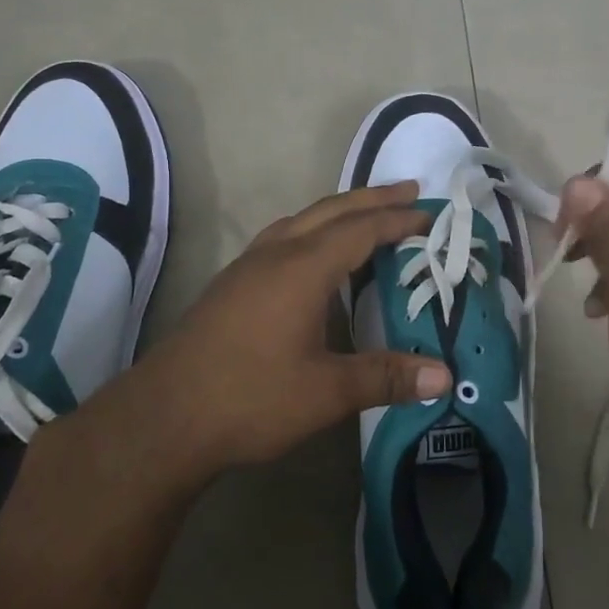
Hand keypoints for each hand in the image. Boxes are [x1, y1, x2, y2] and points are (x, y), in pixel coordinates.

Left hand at [84, 182, 450, 481]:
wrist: (165, 417)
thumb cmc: (251, 398)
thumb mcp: (326, 392)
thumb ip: (386, 378)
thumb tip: (443, 375)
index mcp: (303, 269)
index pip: (361, 230)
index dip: (398, 220)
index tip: (430, 213)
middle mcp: (275, 255)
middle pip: (330, 211)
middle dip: (371, 199)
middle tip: (409, 192)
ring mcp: (247, 267)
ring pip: (301, 220)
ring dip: (338, 212)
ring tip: (366, 217)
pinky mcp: (230, 285)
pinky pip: (281, 238)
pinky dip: (311, 231)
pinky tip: (311, 256)